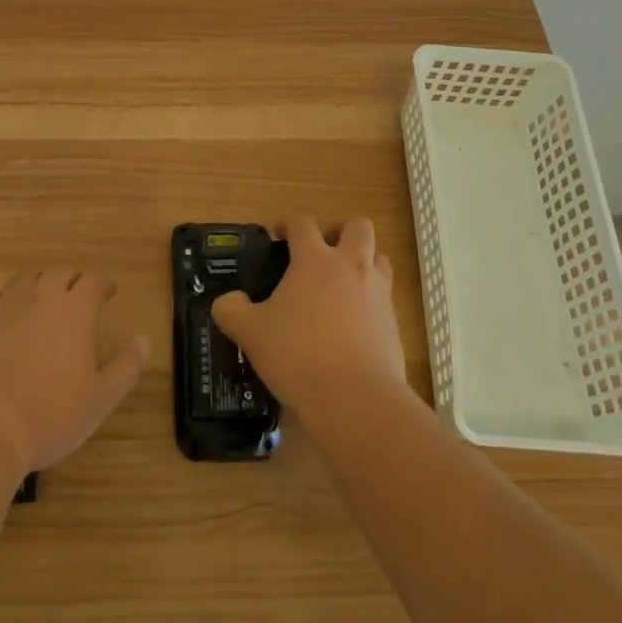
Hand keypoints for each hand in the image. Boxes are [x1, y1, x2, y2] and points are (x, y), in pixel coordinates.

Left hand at [0, 269, 148, 480]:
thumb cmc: (49, 416)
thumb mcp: (100, 399)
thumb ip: (127, 366)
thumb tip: (144, 339)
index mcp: (75, 309)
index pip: (94, 281)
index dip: (103, 285)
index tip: (107, 294)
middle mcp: (41, 296)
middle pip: (61, 273)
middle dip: (73, 282)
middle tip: (78, 300)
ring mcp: (4, 306)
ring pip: (26, 279)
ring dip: (39, 285)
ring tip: (42, 303)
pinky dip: (1, 300)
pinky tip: (2, 314)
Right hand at [211, 217, 407, 417]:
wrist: (356, 399)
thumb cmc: (299, 355)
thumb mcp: (251, 333)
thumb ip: (232, 310)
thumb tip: (227, 301)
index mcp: (314, 259)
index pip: (302, 223)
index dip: (288, 224)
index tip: (278, 236)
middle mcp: (350, 266)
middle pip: (358, 226)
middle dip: (341, 231)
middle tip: (323, 251)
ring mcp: (378, 293)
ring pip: (380, 258)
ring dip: (364, 261)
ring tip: (344, 284)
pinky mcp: (394, 323)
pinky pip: (386, 297)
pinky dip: (372, 301)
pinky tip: (354, 324)